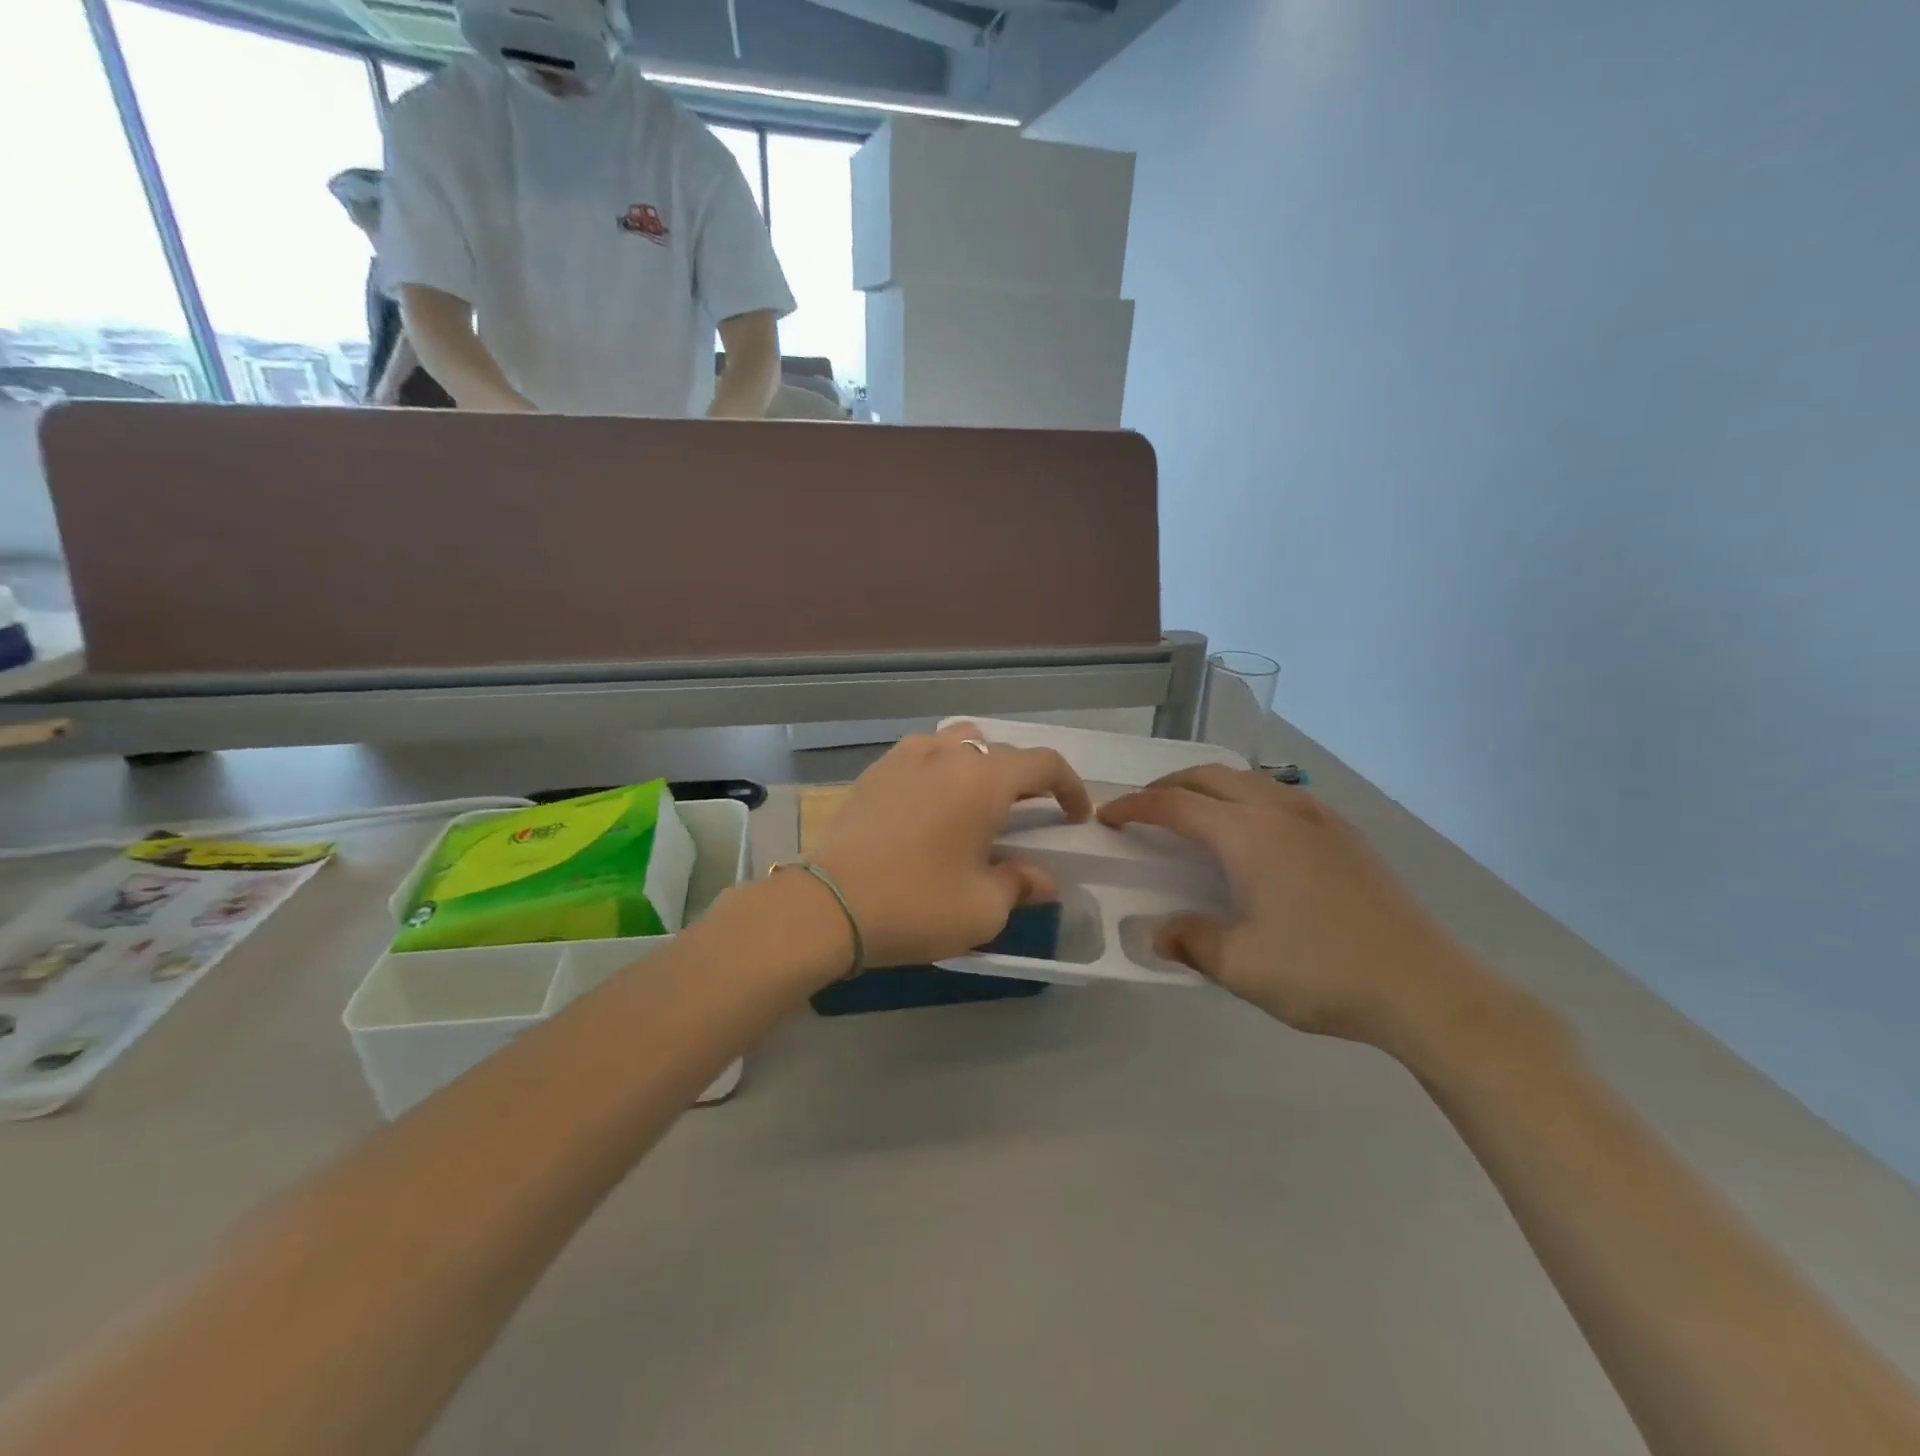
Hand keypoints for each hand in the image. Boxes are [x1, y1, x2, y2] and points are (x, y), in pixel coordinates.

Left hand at [805, 722, 1091, 967]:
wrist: (828, 905)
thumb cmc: (915, 904)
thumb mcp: (982, 908)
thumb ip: (1021, 884)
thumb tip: (1044, 880)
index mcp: (983, 779)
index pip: (1043, 763)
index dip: (1069, 786)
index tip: (1075, 815)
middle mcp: (946, 754)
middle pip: (1000, 750)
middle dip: (1025, 778)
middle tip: (1030, 813)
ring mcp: (905, 757)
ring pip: (957, 742)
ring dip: (979, 765)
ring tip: (979, 801)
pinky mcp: (874, 771)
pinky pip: (921, 755)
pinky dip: (941, 770)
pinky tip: (932, 805)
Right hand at [1099, 767, 1528, 1055]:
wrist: (1425, 987)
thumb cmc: (1322, 973)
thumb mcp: (1240, 967)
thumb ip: (1189, 941)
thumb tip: (1156, 932)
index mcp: (1248, 836)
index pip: (1174, 805)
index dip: (1135, 807)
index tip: (1107, 816)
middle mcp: (1279, 811)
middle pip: (1210, 777)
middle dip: (1168, 785)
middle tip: (1143, 808)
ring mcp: (1317, 818)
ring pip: (1249, 779)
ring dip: (1209, 785)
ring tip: (1191, 811)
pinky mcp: (1344, 833)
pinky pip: (1280, 794)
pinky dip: (1246, 796)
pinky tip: (1252, 829)